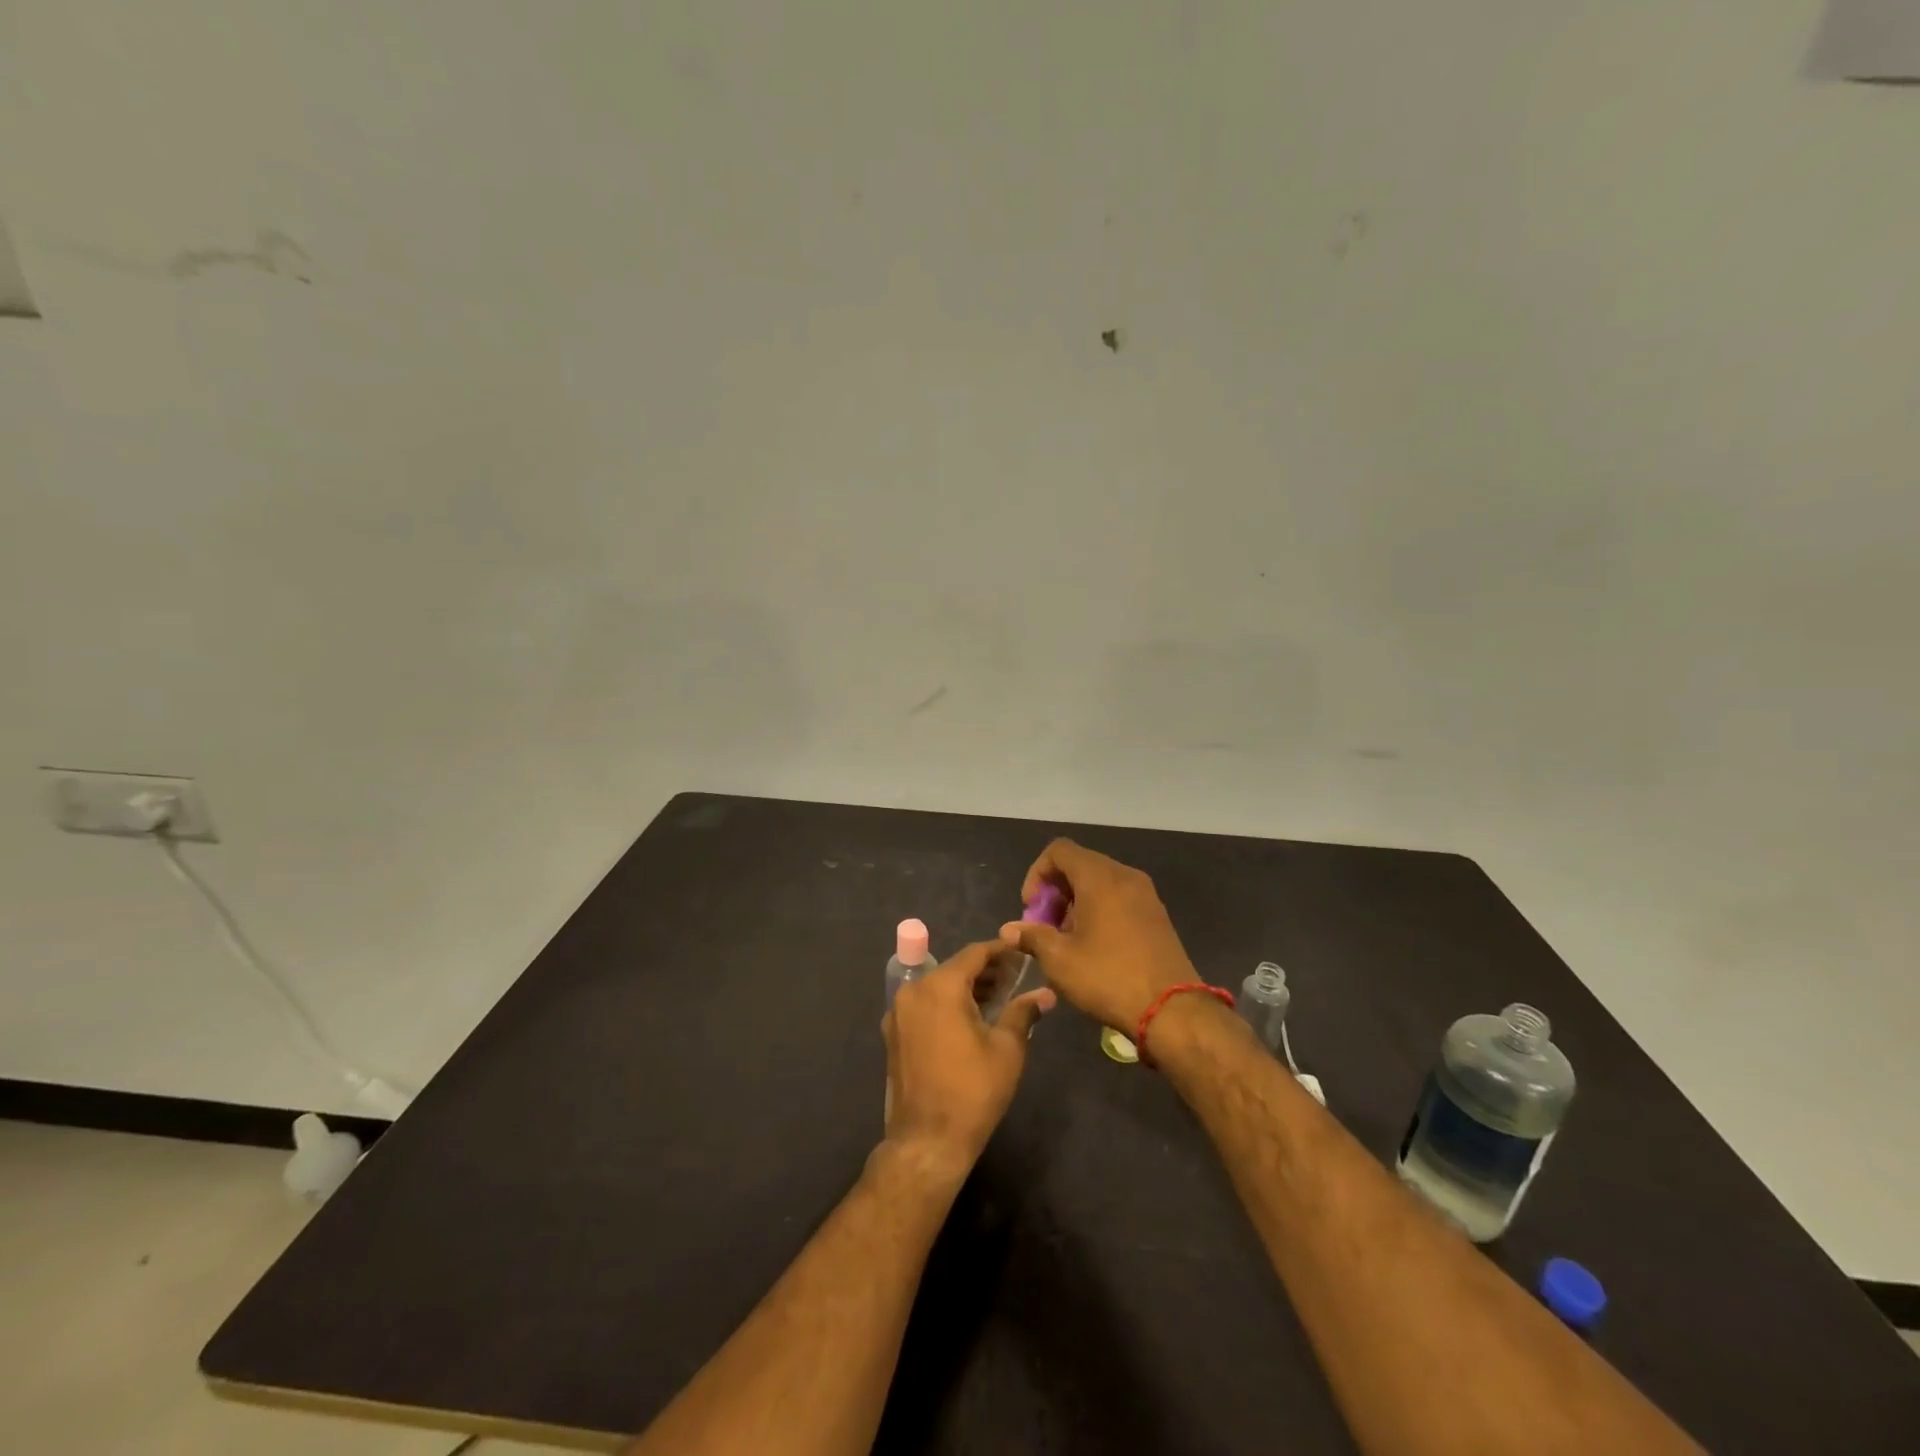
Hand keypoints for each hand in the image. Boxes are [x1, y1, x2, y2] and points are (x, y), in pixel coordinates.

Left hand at [882, 939, 1054, 1177]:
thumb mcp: (1007, 1048)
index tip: (1021, 950)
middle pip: (954, 968)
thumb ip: (1023, 1012)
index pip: (974, 954)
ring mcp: (898, 1013)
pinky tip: (971, 1018)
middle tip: (1016, 977)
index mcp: (940, 987)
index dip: (1000, 951)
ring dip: (966, 988)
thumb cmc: (973, 1090)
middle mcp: (913, 991)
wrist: (928, 1141)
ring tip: (998, 997)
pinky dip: (947, 1004)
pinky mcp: (894, 1035)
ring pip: (938, 987)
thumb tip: (1046, 995)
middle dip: (985, 971)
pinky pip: (925, 1006)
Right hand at [999, 839, 1199, 1032]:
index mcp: (1099, 877)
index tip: (1031, 909)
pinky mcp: (1156, 915)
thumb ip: (1031, 937)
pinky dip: (1099, 910)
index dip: (1037, 874)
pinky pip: (1119, 897)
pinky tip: (1093, 946)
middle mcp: (1124, 876)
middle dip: (1055, 891)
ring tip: (1067, 940)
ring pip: (1099, 882)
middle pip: (1079, 864)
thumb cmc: (1108, 977)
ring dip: (1076, 902)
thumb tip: (1009, 930)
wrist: (1173, 1010)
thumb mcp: (1059, 960)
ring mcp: (1145, 894)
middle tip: (1045, 927)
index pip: (1059, 850)